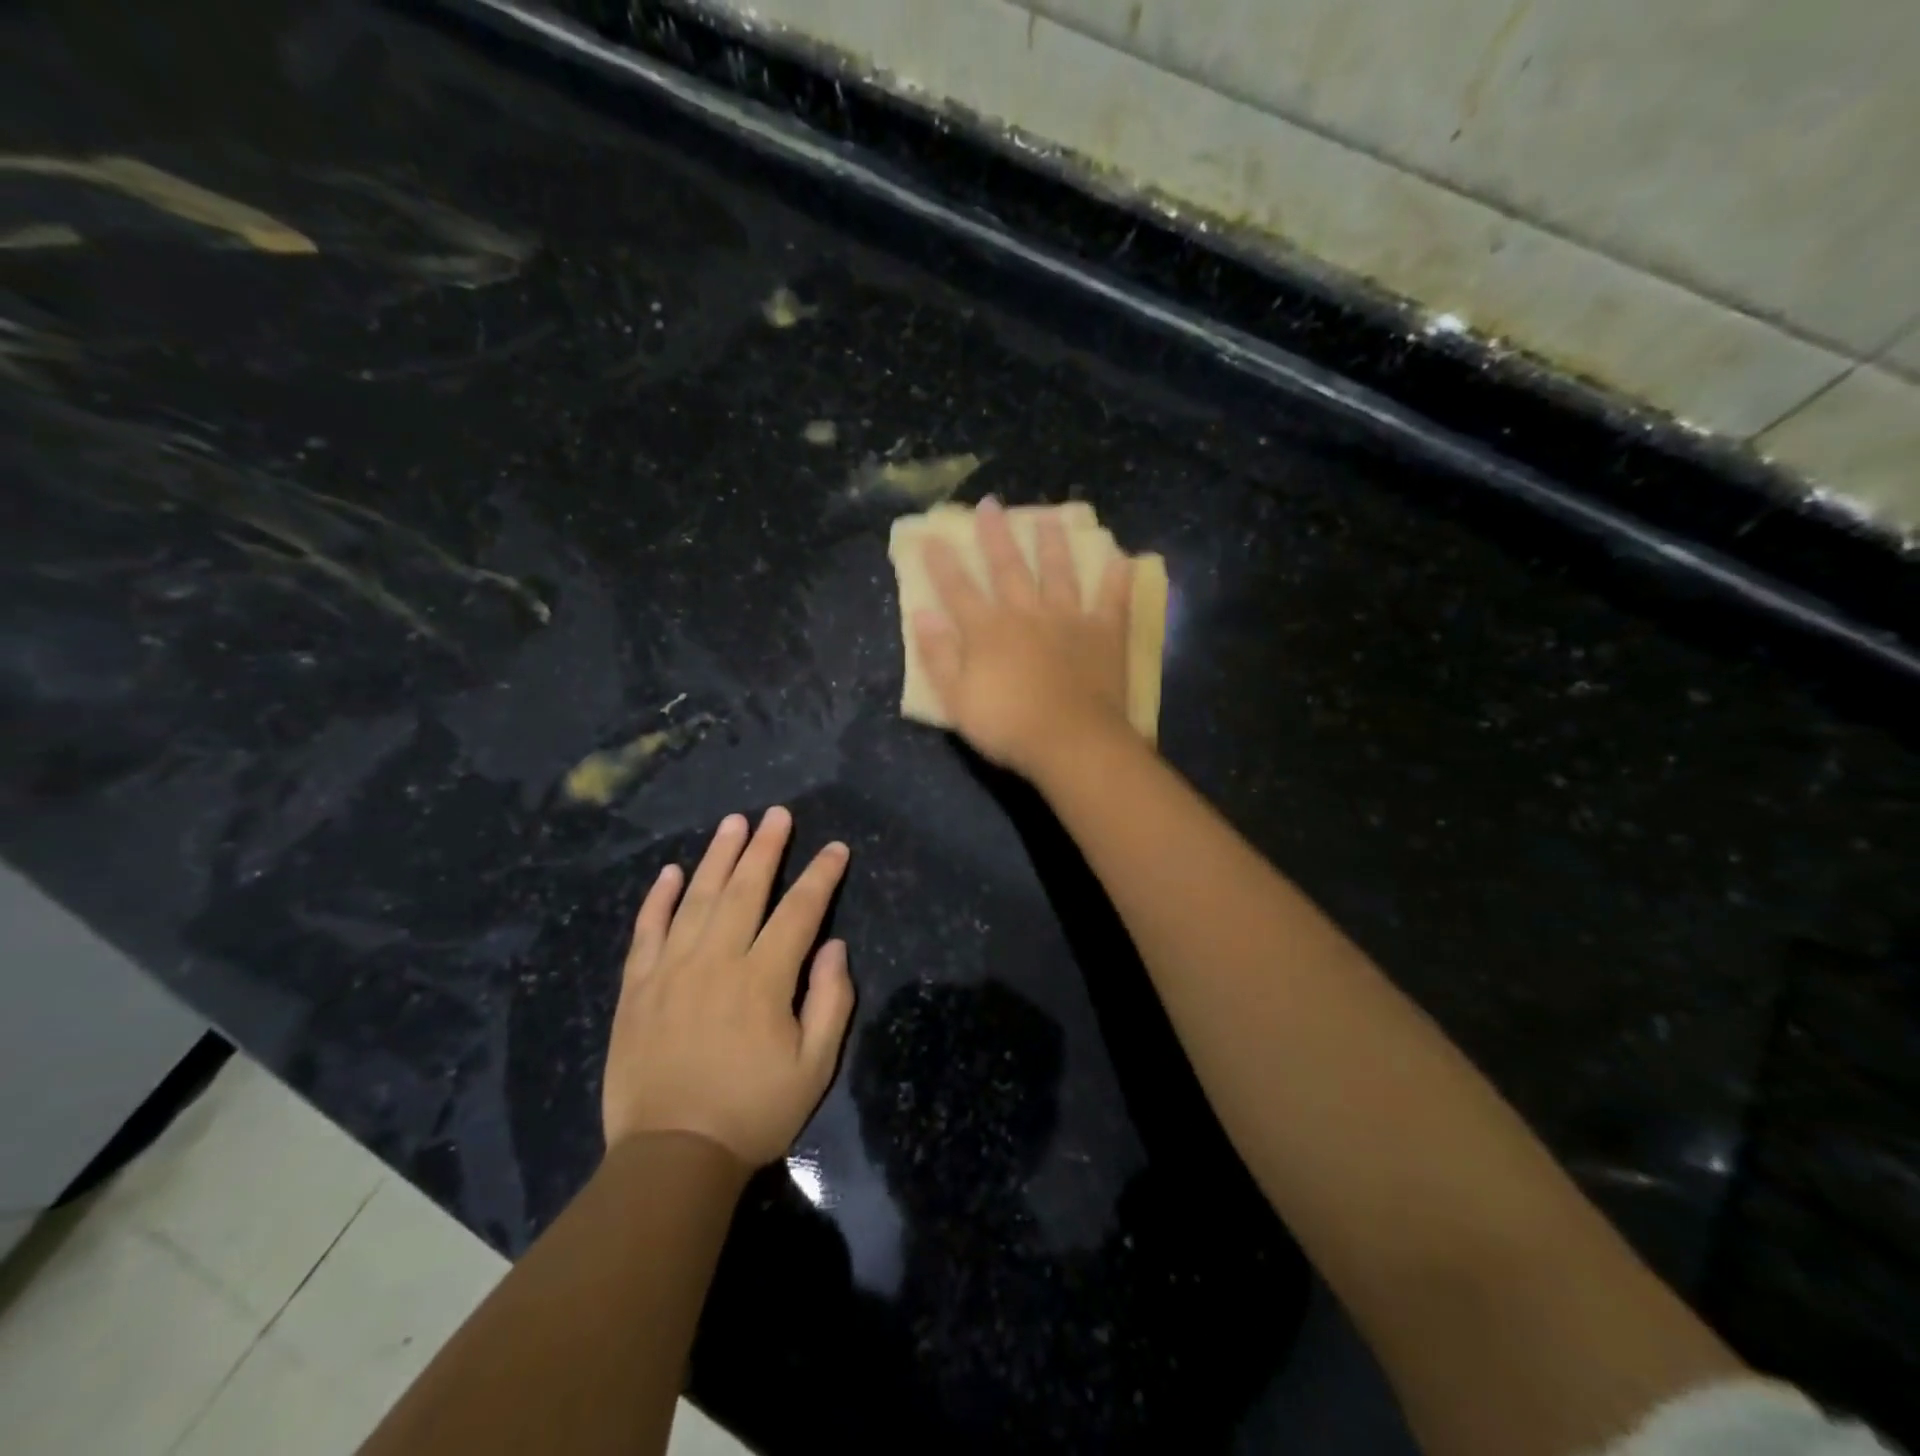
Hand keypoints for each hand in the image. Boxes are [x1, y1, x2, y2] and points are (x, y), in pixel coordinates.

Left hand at [602, 807, 854, 1166]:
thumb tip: (833, 946)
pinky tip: (669, 871)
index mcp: (763, 979)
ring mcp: (671, 970)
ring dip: (717, 857)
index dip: (821, 876)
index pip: (799, 911)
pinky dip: (658, 898)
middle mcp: (717, 960)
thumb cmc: (752, 1112)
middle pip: (744, 889)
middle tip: (777, 814)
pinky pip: (646, 930)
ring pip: (696, 898)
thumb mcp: (814, 1067)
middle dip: (766, 847)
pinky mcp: (637, 988)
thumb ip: (830, 1001)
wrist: (671, 1157)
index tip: (835, 849)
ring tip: (733, 823)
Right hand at [914, 495, 1135, 777]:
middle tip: (991, 505)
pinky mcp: (1104, 634)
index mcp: (988, 630)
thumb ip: (939, 655)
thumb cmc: (1007, 726)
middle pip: (1008, 568)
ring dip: (1053, 544)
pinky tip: (1122, 558)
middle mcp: (1027, 613)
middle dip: (996, 536)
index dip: (942, 563)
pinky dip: (1117, 579)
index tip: (931, 535)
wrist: (1070, 742)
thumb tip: (920, 614)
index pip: (958, 589)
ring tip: (1049, 518)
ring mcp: (1069, 619)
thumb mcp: (956, 698)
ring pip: (1059, 573)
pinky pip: (1112, 600)